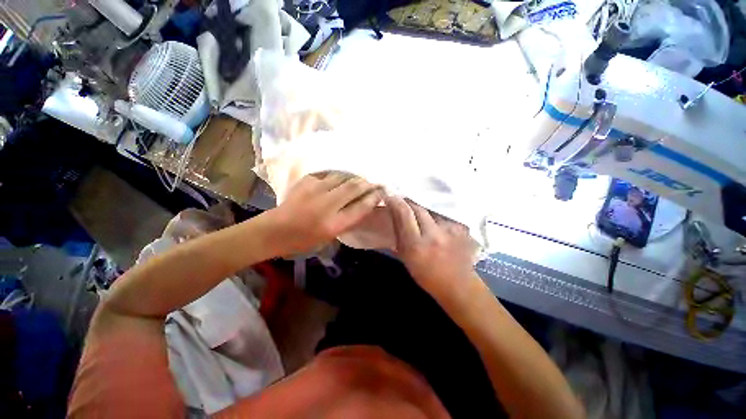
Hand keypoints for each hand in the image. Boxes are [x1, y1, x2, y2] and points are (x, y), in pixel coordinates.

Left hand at [268, 173, 381, 254]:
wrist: (274, 230)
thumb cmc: (304, 240)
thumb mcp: (330, 236)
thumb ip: (347, 220)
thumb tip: (363, 205)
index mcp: (333, 224)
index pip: (361, 207)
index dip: (373, 198)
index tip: (381, 193)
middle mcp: (326, 205)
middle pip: (354, 188)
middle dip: (367, 184)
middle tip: (374, 182)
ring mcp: (315, 190)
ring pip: (342, 177)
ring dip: (354, 177)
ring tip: (359, 179)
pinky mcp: (307, 181)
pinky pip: (329, 175)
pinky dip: (338, 177)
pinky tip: (341, 179)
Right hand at [385, 196, 479, 302]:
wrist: (459, 285)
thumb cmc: (427, 275)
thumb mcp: (406, 258)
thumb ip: (399, 234)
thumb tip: (394, 213)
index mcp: (417, 245)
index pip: (405, 213)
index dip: (396, 202)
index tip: (390, 197)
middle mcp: (434, 235)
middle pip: (418, 207)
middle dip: (408, 202)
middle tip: (403, 201)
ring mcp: (451, 229)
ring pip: (431, 208)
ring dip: (422, 207)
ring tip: (418, 210)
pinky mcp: (462, 227)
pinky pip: (443, 213)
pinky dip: (435, 213)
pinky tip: (434, 219)